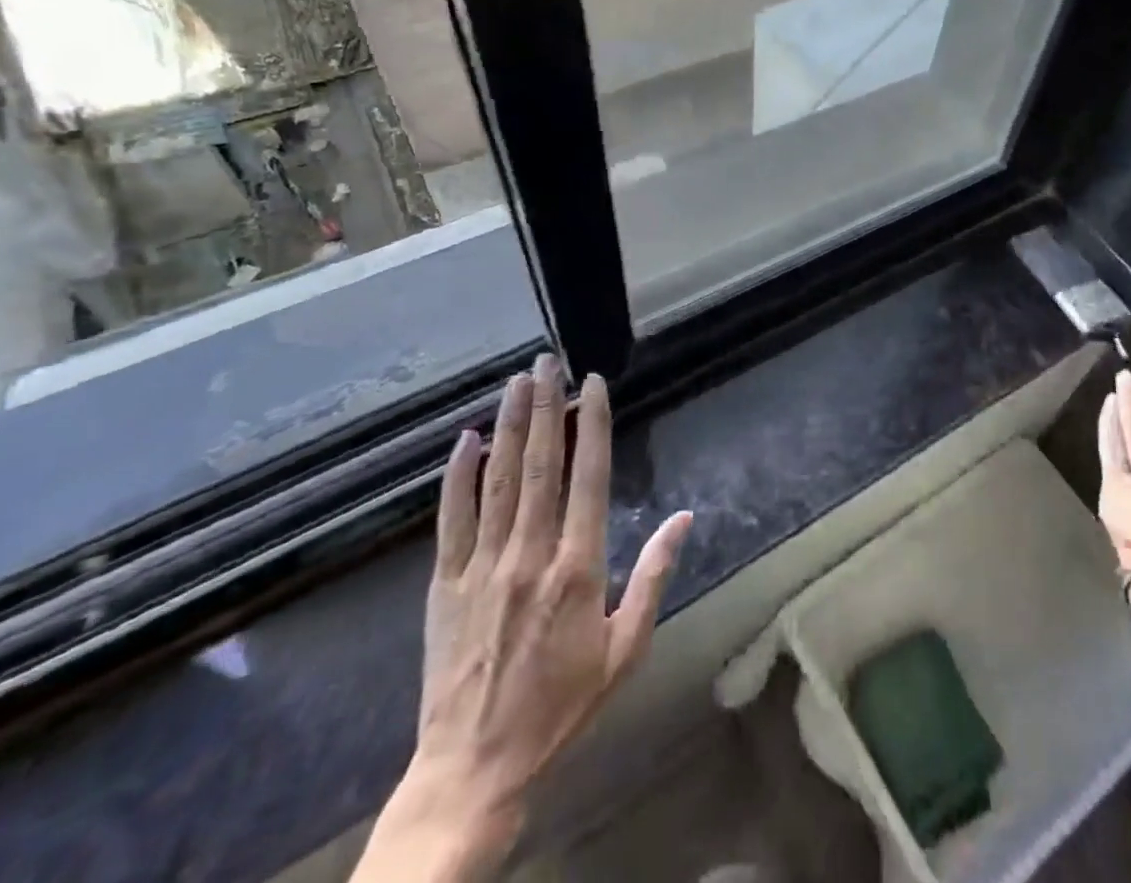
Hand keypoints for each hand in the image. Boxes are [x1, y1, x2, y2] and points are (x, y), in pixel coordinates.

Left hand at [362, 355, 691, 879]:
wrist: (472, 769)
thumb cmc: (560, 707)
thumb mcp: (624, 650)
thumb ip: (654, 577)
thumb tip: (686, 518)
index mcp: (578, 568)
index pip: (587, 477)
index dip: (593, 424)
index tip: (593, 385)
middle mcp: (529, 554)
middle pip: (540, 465)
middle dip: (547, 407)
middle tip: (548, 362)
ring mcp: (481, 566)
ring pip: (497, 480)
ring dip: (510, 425)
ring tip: (517, 381)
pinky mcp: (444, 585)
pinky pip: (451, 519)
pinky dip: (459, 476)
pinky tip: (466, 440)